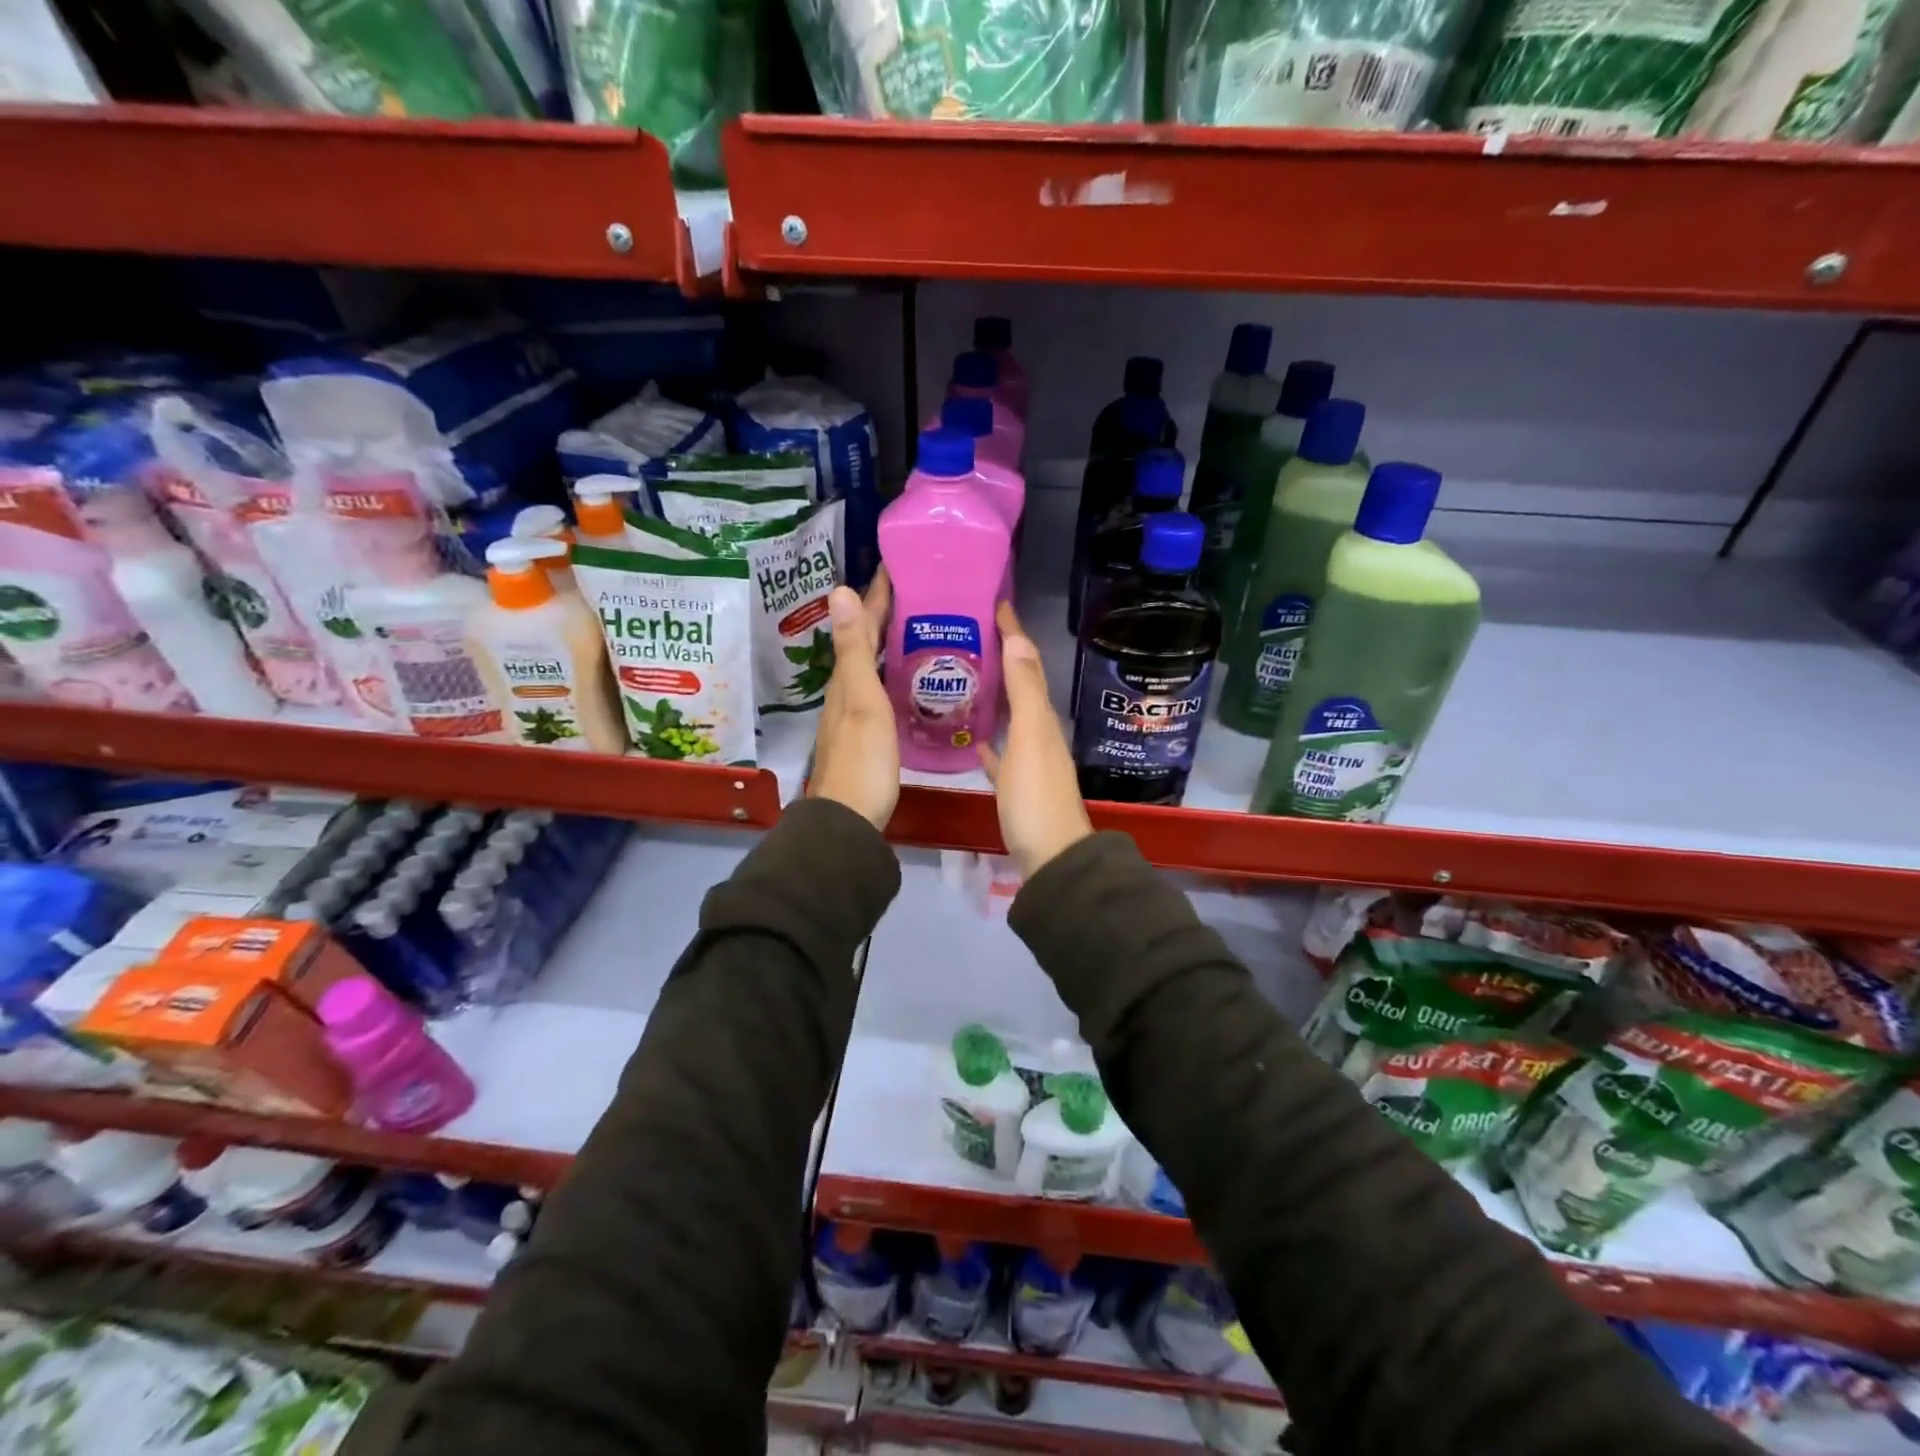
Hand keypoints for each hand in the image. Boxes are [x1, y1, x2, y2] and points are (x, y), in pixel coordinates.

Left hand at [808, 569, 897, 829]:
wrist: (849, 819)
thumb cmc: (863, 760)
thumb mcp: (862, 701)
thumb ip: (855, 650)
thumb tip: (839, 590)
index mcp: (848, 679)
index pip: (864, 625)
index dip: (878, 596)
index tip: (896, 566)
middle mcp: (847, 691)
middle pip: (865, 643)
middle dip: (884, 614)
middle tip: (915, 590)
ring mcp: (856, 714)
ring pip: (872, 666)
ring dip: (888, 642)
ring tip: (915, 625)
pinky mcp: (867, 734)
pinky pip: (880, 689)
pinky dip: (892, 672)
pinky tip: (908, 678)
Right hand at [979, 600, 1091, 877]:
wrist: (1050, 856)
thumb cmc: (1035, 797)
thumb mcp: (1030, 739)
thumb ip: (1024, 692)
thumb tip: (1017, 639)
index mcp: (1042, 718)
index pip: (1027, 664)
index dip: (1014, 634)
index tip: (996, 604)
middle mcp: (1039, 733)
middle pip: (1020, 685)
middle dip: (1002, 657)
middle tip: (971, 634)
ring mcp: (1029, 761)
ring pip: (1011, 716)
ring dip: (994, 693)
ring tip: (965, 675)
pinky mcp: (1017, 786)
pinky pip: (1002, 752)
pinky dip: (989, 740)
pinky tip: (973, 738)